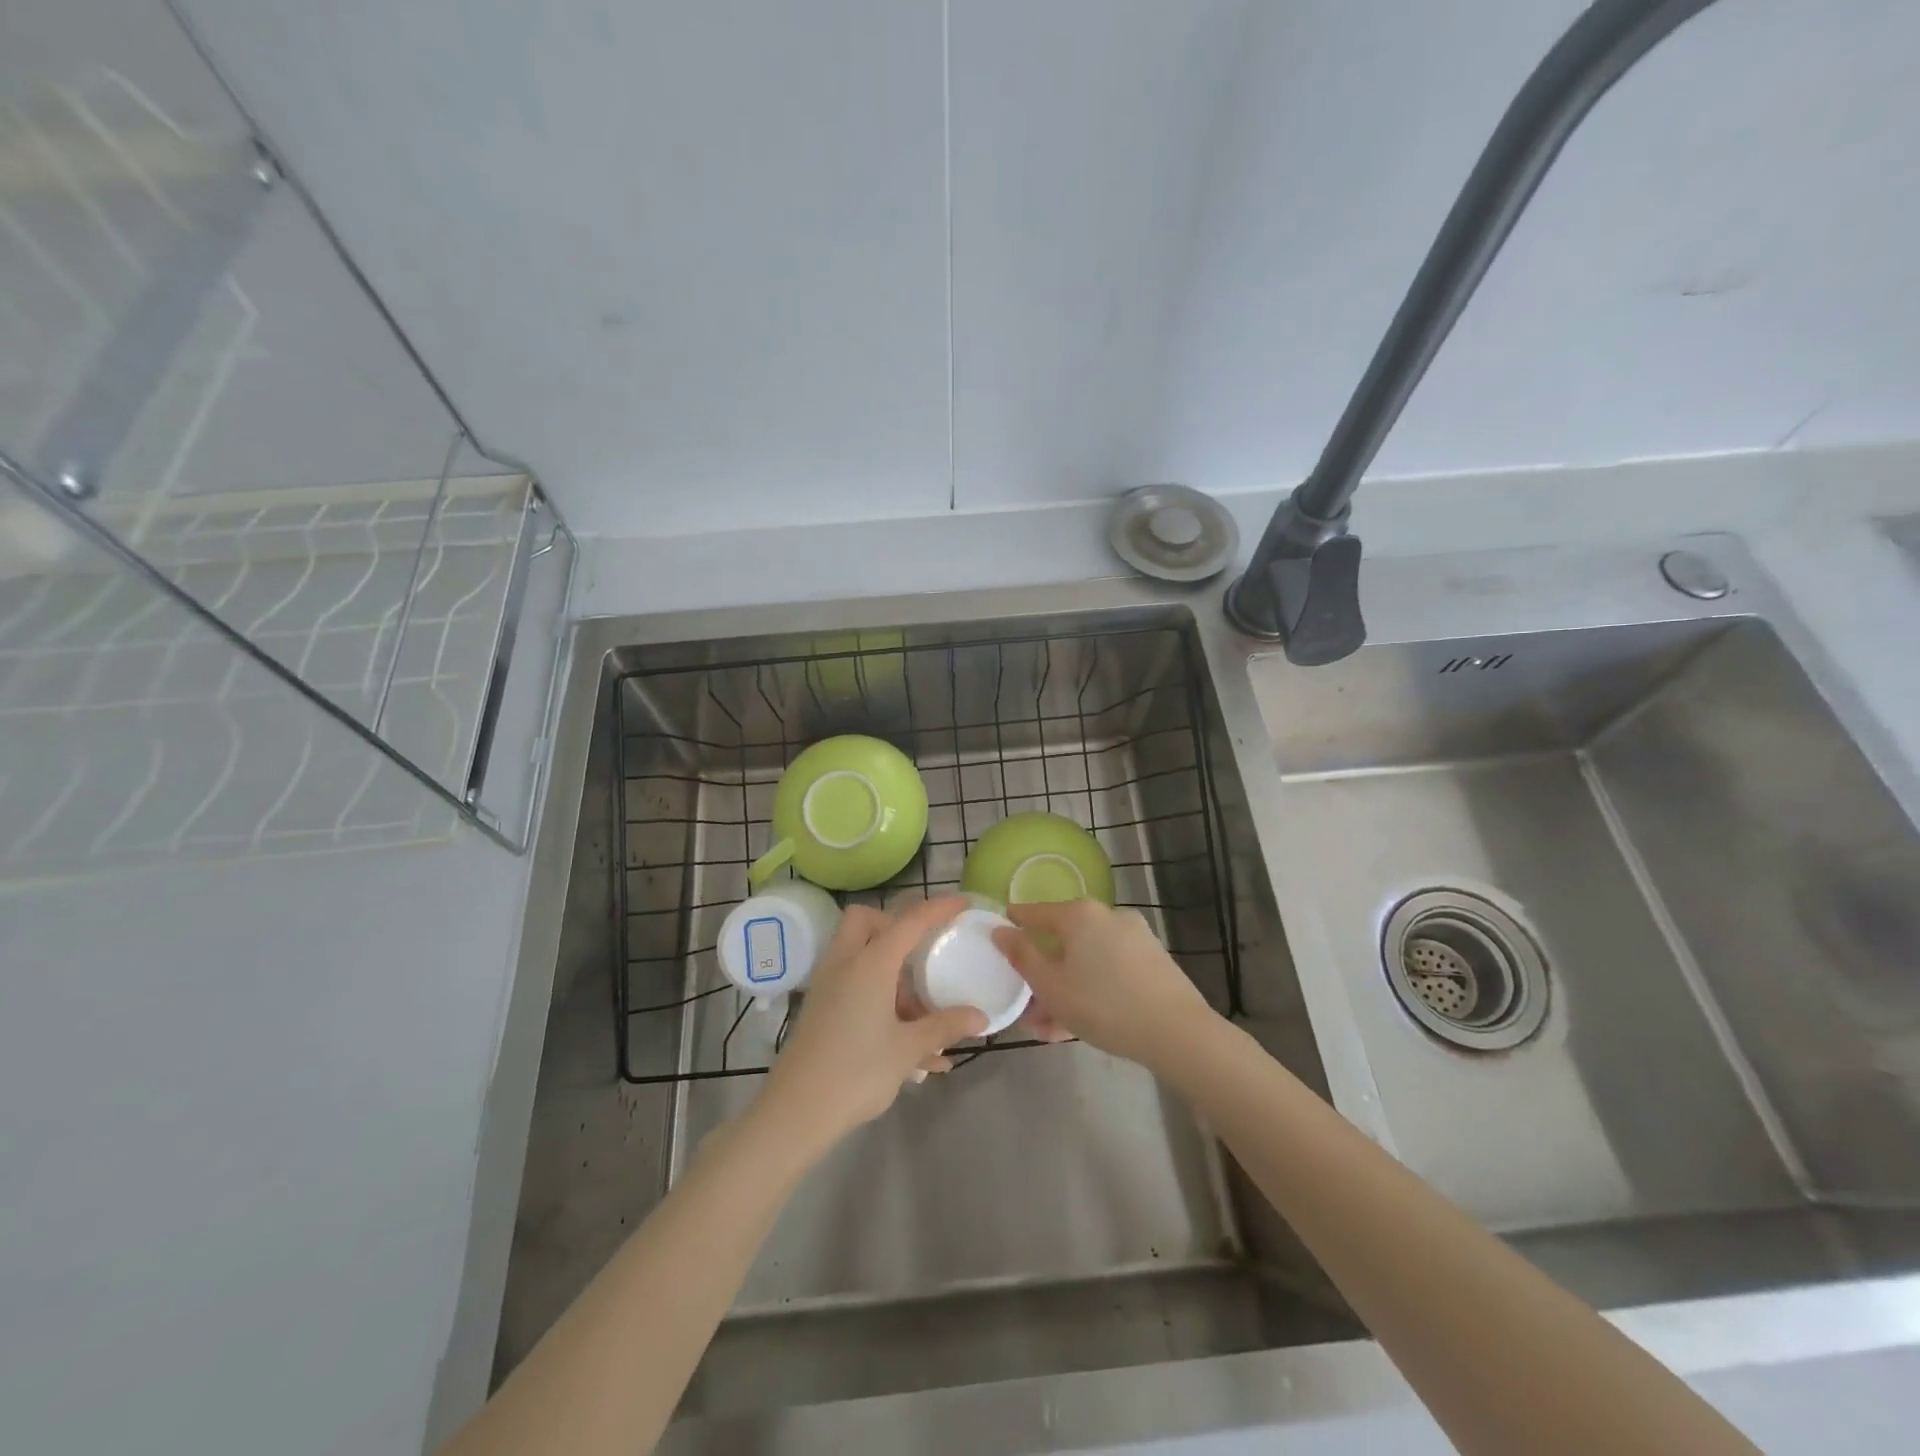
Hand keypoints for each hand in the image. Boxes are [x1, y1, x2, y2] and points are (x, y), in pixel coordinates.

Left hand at [760, 897, 985, 1145]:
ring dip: (892, 974)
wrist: (795, 1113)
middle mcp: (845, 964)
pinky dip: (880, 999)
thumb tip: (980, 1017)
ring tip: (924, 1019)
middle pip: (867, 921)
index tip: (962, 903)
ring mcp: (828, 986)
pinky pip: (854, 986)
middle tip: (922, 954)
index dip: (938, 908)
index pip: (909, 921)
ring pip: (860, 955)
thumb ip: (944, 1026)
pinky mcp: (821, 1010)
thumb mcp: (908, 1049)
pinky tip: (910, 1050)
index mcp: (870, 963)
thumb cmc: (856, 1072)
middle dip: (896, 927)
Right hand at [993, 900, 1216, 1070]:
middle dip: (1042, 975)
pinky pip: (1109, 969)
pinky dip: (1092, 989)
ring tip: (1052, 1029)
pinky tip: (1082, 1024)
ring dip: (1066, 989)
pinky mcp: (1152, 960)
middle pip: (1062, 941)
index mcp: (1079, 914)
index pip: (1034, 913)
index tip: (998, 942)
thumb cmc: (1103, 1005)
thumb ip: (1022, 956)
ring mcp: (1134, 937)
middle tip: (1029, 1009)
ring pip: (1086, 960)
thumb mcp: (1051, 986)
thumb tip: (1000, 930)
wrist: (1177, 1032)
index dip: (1013, 927)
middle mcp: (1107, 916)